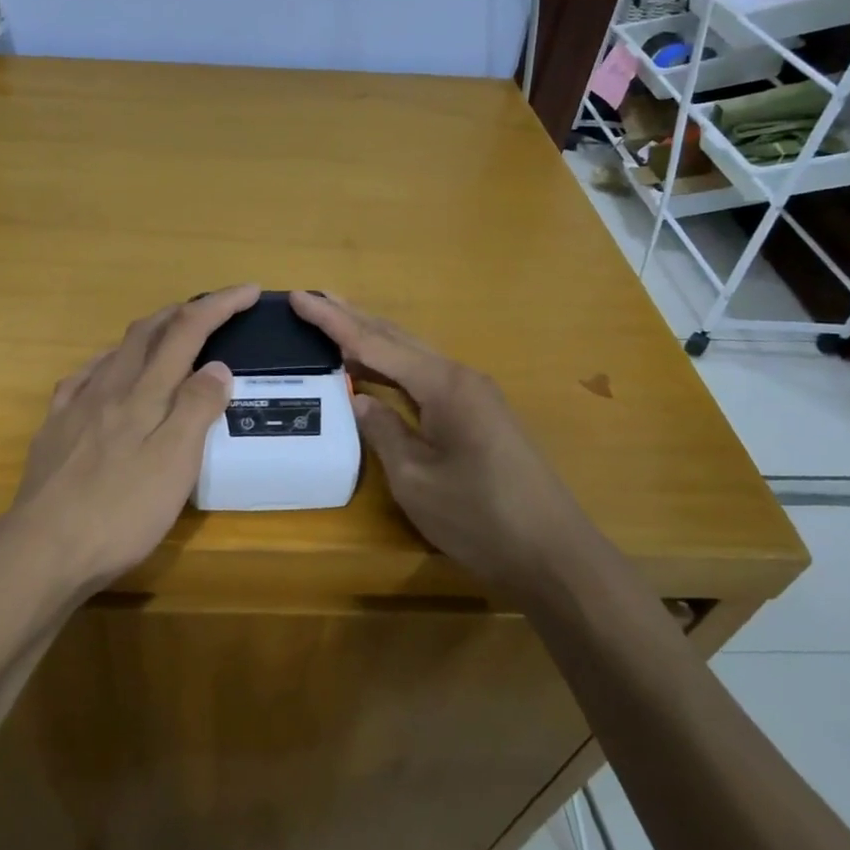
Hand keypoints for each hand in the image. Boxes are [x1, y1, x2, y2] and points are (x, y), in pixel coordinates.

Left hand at [0, 285, 259, 593]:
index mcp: (144, 394)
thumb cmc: (120, 512)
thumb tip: (217, 364)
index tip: (250, 291)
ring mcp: (75, 407)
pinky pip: (83, 378)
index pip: (187, 331)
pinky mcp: (54, 430)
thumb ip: (196, 410)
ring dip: (147, 334)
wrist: (42, 549)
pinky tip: (106, 376)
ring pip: (115, 351)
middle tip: (213, 309)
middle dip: (183, 311)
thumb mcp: (175, 464)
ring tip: (167, 338)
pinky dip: (107, 364)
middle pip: (148, 332)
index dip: (219, 306)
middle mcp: (108, 388)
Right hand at [290, 291, 581, 590]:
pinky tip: (377, 370)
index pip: (374, 343)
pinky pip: (426, 376)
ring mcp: (474, 395)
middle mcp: (459, 377)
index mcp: (442, 385)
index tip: (297, 297)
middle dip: (353, 317)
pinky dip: (393, 367)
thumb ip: (383, 431)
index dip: (332, 321)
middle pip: (396, 338)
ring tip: (335, 322)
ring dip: (373, 338)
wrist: (552, 553)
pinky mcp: (479, 414)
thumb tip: (360, 399)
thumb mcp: (415, 479)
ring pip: (413, 355)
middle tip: (312, 300)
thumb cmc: (479, 517)